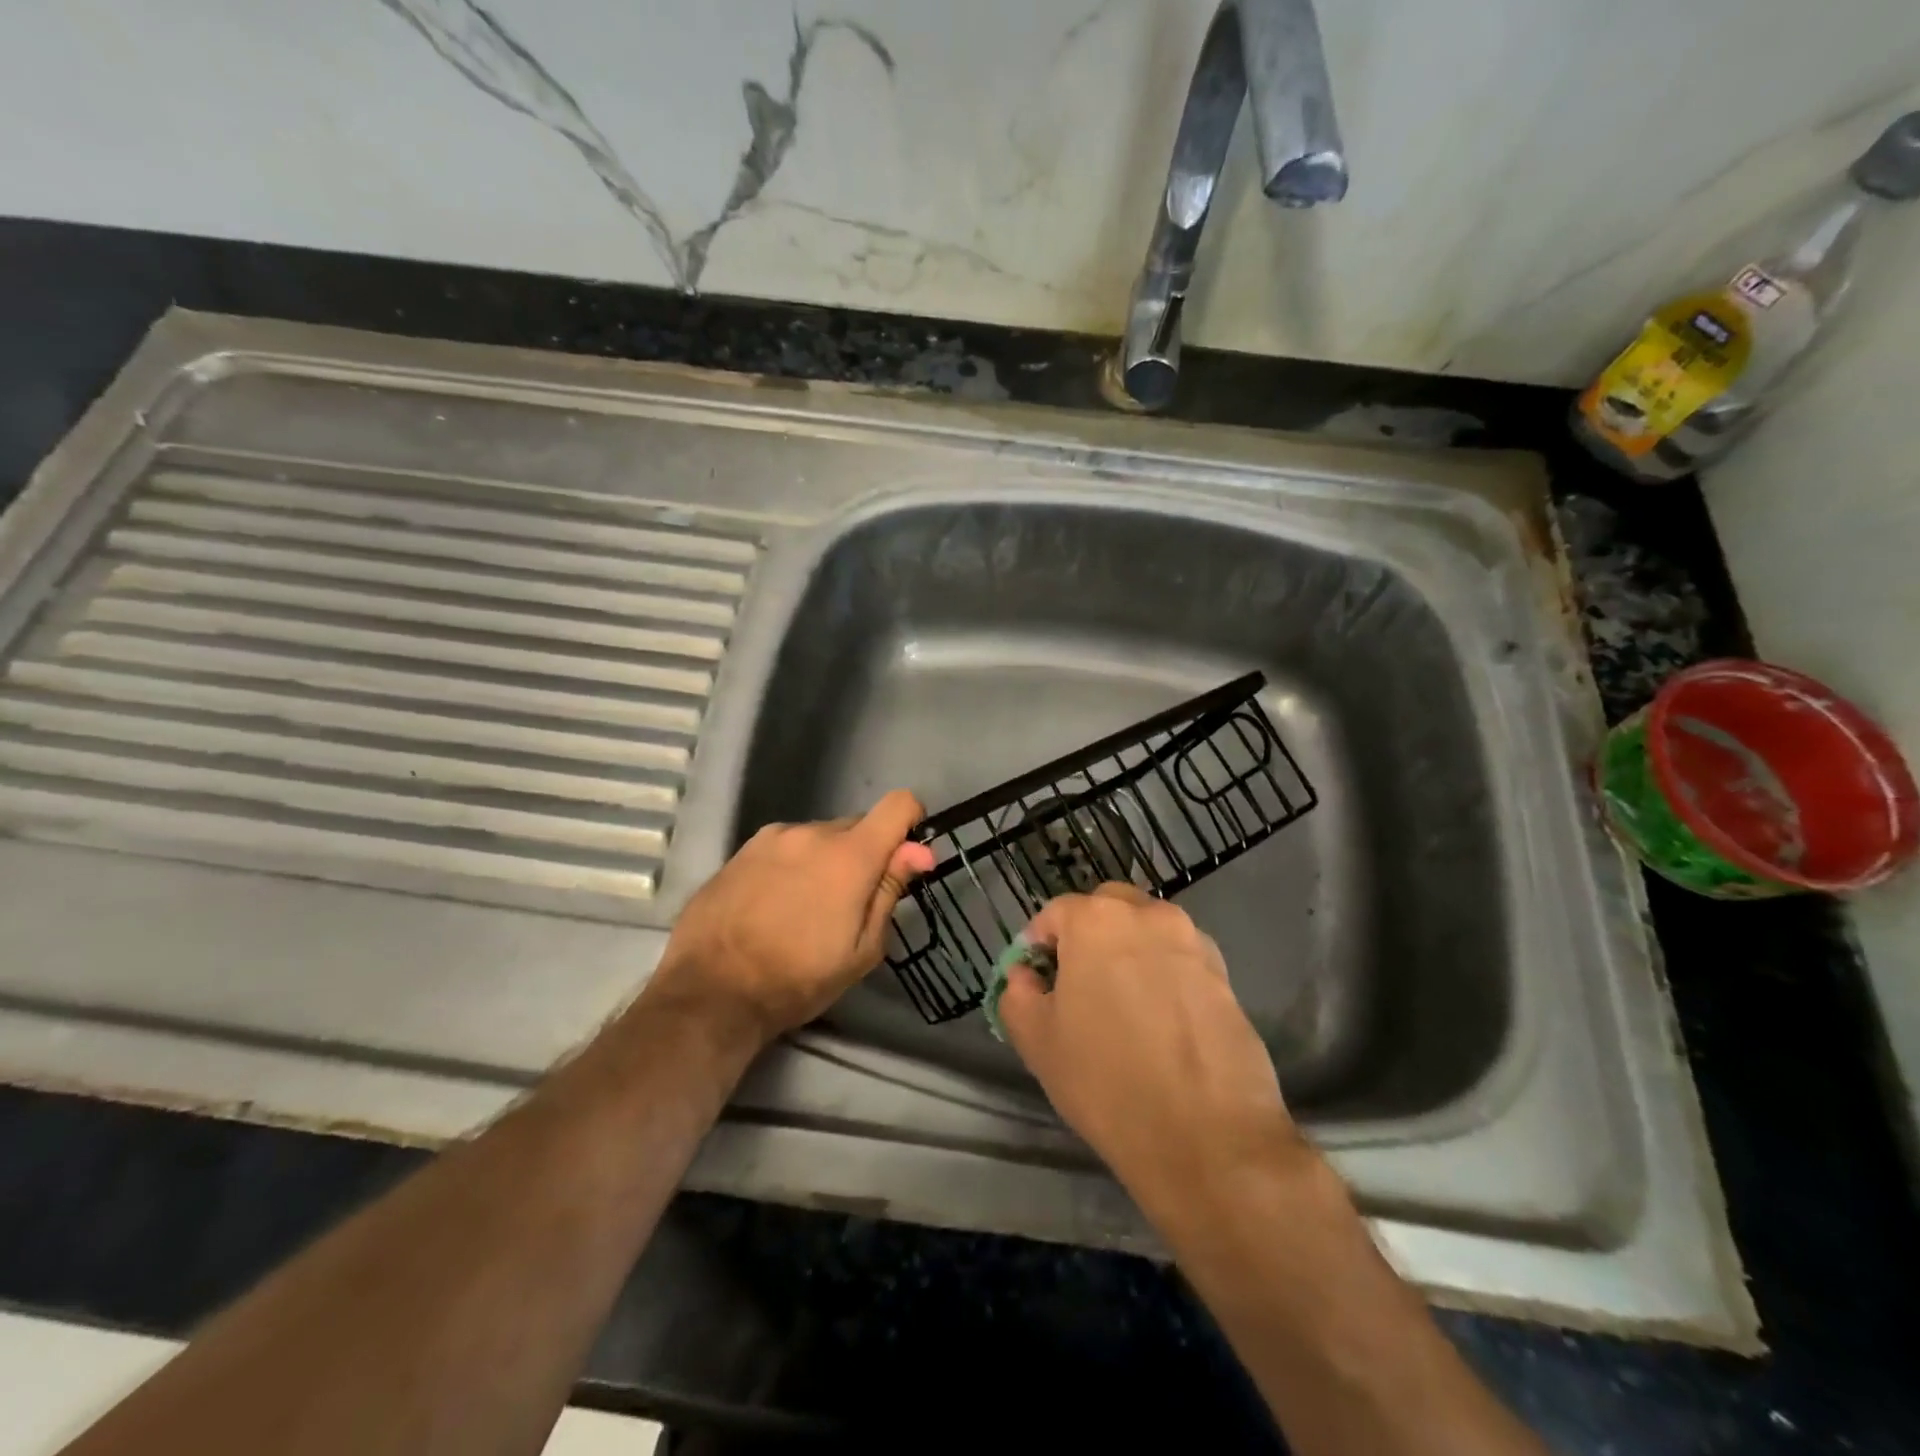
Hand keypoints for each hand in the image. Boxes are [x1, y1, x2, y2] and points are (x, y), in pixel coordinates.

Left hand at [646, 790, 936, 1045]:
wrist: (710, 992)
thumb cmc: (798, 979)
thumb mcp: (861, 950)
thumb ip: (890, 890)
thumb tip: (920, 850)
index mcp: (850, 854)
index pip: (899, 804)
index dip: (910, 823)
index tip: (905, 857)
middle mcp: (812, 832)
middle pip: (856, 826)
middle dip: (863, 856)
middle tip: (848, 904)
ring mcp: (772, 837)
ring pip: (817, 838)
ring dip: (824, 861)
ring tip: (804, 909)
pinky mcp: (741, 850)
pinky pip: (784, 847)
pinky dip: (791, 866)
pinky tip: (773, 905)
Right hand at [998, 884, 1299, 1220]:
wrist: (1208, 1136)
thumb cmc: (1106, 1081)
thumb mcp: (1036, 1041)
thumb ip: (1018, 994)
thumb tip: (1026, 976)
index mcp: (1096, 919)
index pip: (1054, 913)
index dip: (1038, 946)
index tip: (1037, 983)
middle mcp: (1148, 915)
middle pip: (1106, 909)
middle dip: (1086, 936)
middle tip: (1078, 986)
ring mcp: (1192, 942)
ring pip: (1147, 932)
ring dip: (1129, 952)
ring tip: (1124, 1007)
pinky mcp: (1225, 975)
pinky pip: (1180, 960)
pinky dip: (1164, 975)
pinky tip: (1161, 1023)